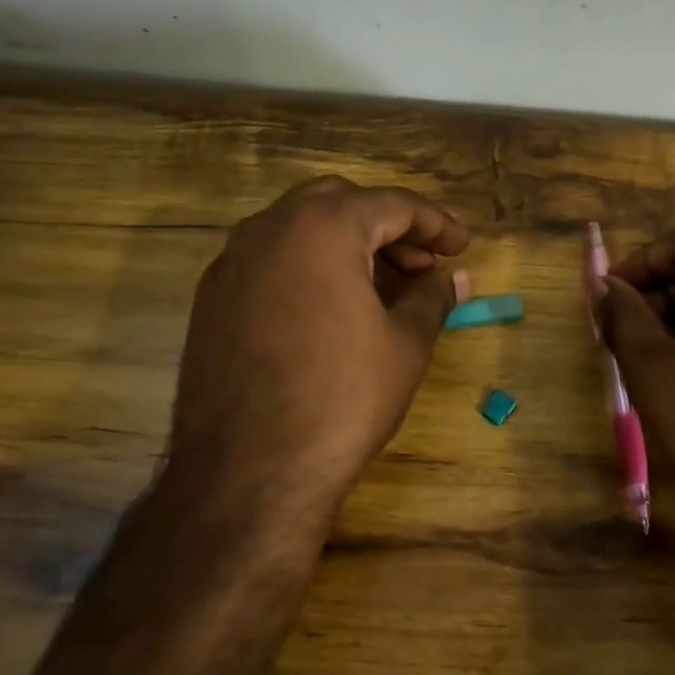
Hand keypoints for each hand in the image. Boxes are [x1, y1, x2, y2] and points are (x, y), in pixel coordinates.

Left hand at [168, 177, 469, 530]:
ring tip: (381, 287)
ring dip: (345, 243)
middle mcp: (269, 229)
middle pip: (340, 202)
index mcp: (322, 227)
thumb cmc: (343, 399)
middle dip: (387, 225)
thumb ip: (433, 297)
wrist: (249, 472)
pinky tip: (330, 309)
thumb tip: (455, 277)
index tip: (463, 246)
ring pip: (299, 228)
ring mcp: (231, 262)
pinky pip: (270, 260)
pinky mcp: (211, 299)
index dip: (436, 223)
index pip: (392, 204)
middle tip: (421, 263)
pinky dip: (308, 266)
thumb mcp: (405, 345)